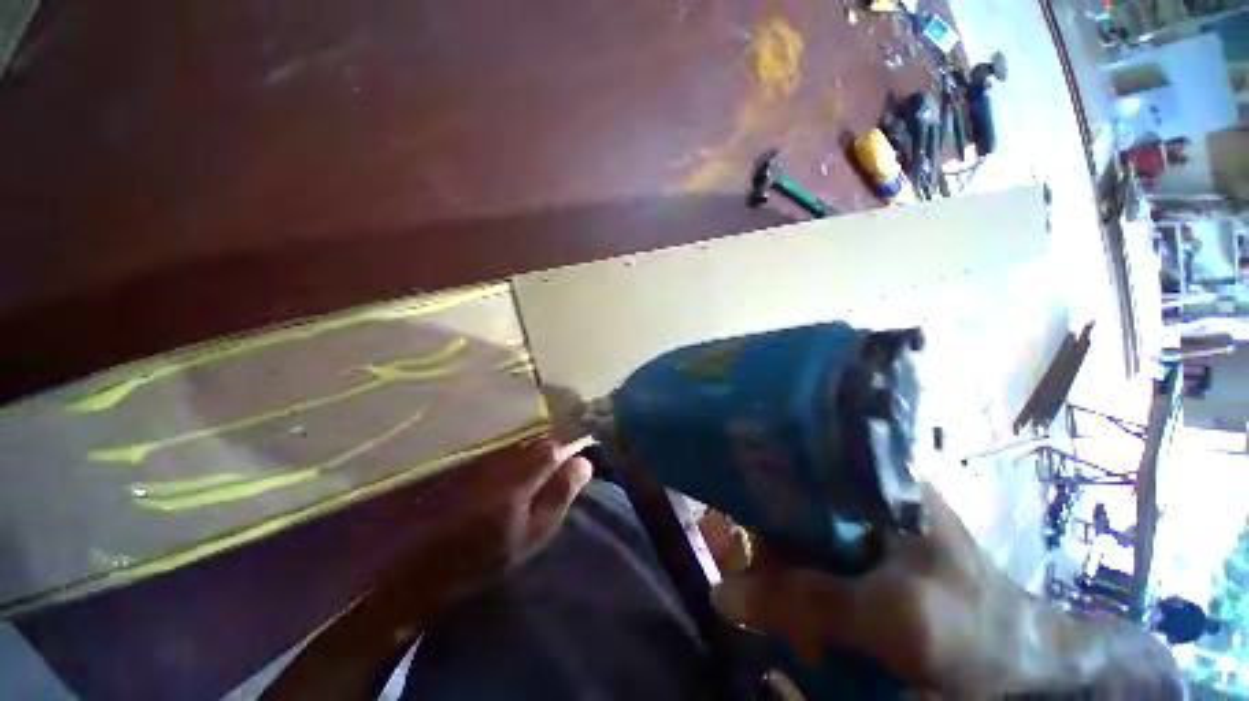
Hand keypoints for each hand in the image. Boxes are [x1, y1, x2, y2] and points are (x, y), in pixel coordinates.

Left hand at [375, 438, 592, 619]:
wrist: (427, 562)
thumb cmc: (487, 553)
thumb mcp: (534, 532)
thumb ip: (560, 494)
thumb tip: (585, 462)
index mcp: (526, 470)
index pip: (558, 445)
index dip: (574, 446)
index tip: (584, 454)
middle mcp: (508, 455)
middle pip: (541, 441)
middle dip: (558, 448)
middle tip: (568, 464)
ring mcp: (490, 457)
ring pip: (524, 444)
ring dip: (539, 452)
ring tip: (549, 468)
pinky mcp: (475, 464)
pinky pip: (507, 451)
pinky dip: (521, 457)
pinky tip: (521, 472)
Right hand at [709, 485, 1181, 695]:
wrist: (1022, 665)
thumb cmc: (973, 631)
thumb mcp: (895, 620)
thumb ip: (811, 602)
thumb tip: (722, 593)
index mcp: (874, 477)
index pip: (795, 461)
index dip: (757, 481)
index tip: (727, 511)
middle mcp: (860, 489)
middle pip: (788, 502)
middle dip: (765, 540)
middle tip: (747, 580)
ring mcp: (859, 522)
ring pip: (794, 533)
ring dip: (775, 569)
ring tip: (765, 605)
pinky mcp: (858, 555)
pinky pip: (807, 558)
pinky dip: (790, 583)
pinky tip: (786, 610)